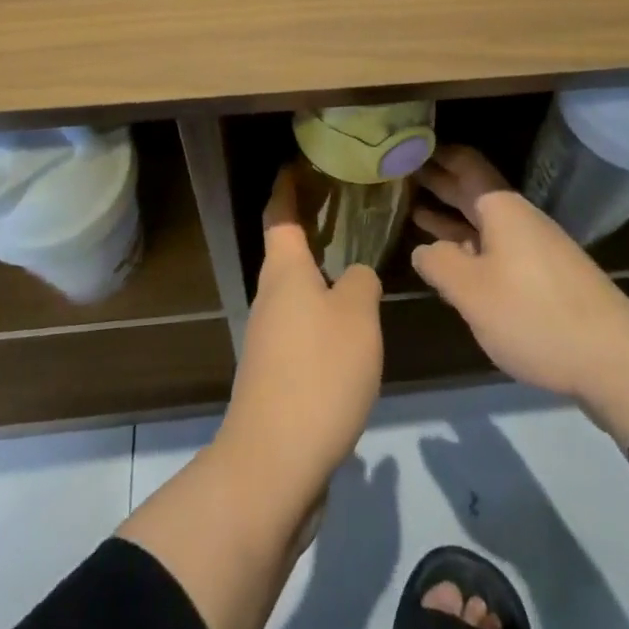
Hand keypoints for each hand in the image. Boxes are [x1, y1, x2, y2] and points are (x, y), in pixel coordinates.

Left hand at [215, 164, 384, 508]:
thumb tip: (354, 277)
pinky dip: (322, 315)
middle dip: (310, 229)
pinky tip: (351, 329)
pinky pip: (301, 328)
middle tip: (347, 210)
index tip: (300, 164)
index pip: (279, 214)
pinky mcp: (276, 376)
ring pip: (295, 292)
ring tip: (357, 267)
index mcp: (284, 272)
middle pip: (286, 252)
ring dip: (319, 275)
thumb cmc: (318, 372)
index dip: (287, 186)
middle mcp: (269, 297)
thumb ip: (361, 283)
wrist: (274, 464)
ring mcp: (268, 339)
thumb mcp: (357, 316)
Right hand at [411, 145, 628, 449]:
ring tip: (416, 212)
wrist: (614, 358)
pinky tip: (454, 259)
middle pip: (473, 191)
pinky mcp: (544, 276)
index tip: (409, 148)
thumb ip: (440, 264)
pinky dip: (470, 245)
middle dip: (440, 184)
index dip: (438, 155)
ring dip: (452, 217)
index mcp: (501, 209)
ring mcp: (534, 247)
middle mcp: (518, 219)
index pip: (465, 164)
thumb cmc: (534, 314)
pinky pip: (497, 247)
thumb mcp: (473, 291)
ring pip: (484, 222)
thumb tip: (423, 249)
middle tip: (402, 176)